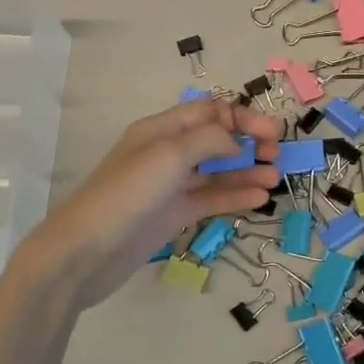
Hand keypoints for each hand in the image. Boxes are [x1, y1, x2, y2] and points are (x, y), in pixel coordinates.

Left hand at [16, 97, 280, 312]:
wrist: (86, 252)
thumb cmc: (127, 194)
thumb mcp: (170, 155)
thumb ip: (209, 140)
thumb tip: (235, 141)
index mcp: (161, 129)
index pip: (209, 111)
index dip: (241, 117)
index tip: (271, 134)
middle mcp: (167, 152)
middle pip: (215, 139)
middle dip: (247, 142)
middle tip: (276, 155)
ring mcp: (170, 185)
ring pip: (216, 171)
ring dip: (246, 171)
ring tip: (275, 180)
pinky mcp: (173, 214)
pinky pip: (210, 199)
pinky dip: (234, 195)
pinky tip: (259, 198)